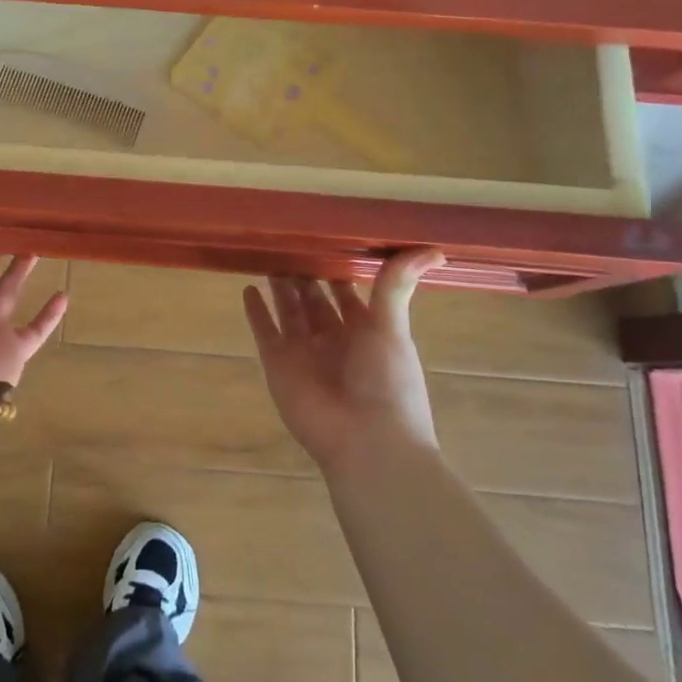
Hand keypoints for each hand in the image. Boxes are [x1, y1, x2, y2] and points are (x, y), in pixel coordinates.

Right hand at [242, 249, 445, 471]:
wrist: (365, 442)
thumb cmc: (387, 383)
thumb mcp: (393, 329)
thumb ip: (396, 286)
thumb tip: (434, 251)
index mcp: (365, 332)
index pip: (347, 293)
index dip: (337, 269)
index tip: (325, 239)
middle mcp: (333, 339)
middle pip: (314, 300)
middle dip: (304, 275)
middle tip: (290, 242)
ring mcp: (304, 351)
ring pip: (289, 311)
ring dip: (280, 288)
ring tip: (269, 256)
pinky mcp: (277, 363)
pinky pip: (264, 331)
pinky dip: (256, 312)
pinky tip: (248, 289)